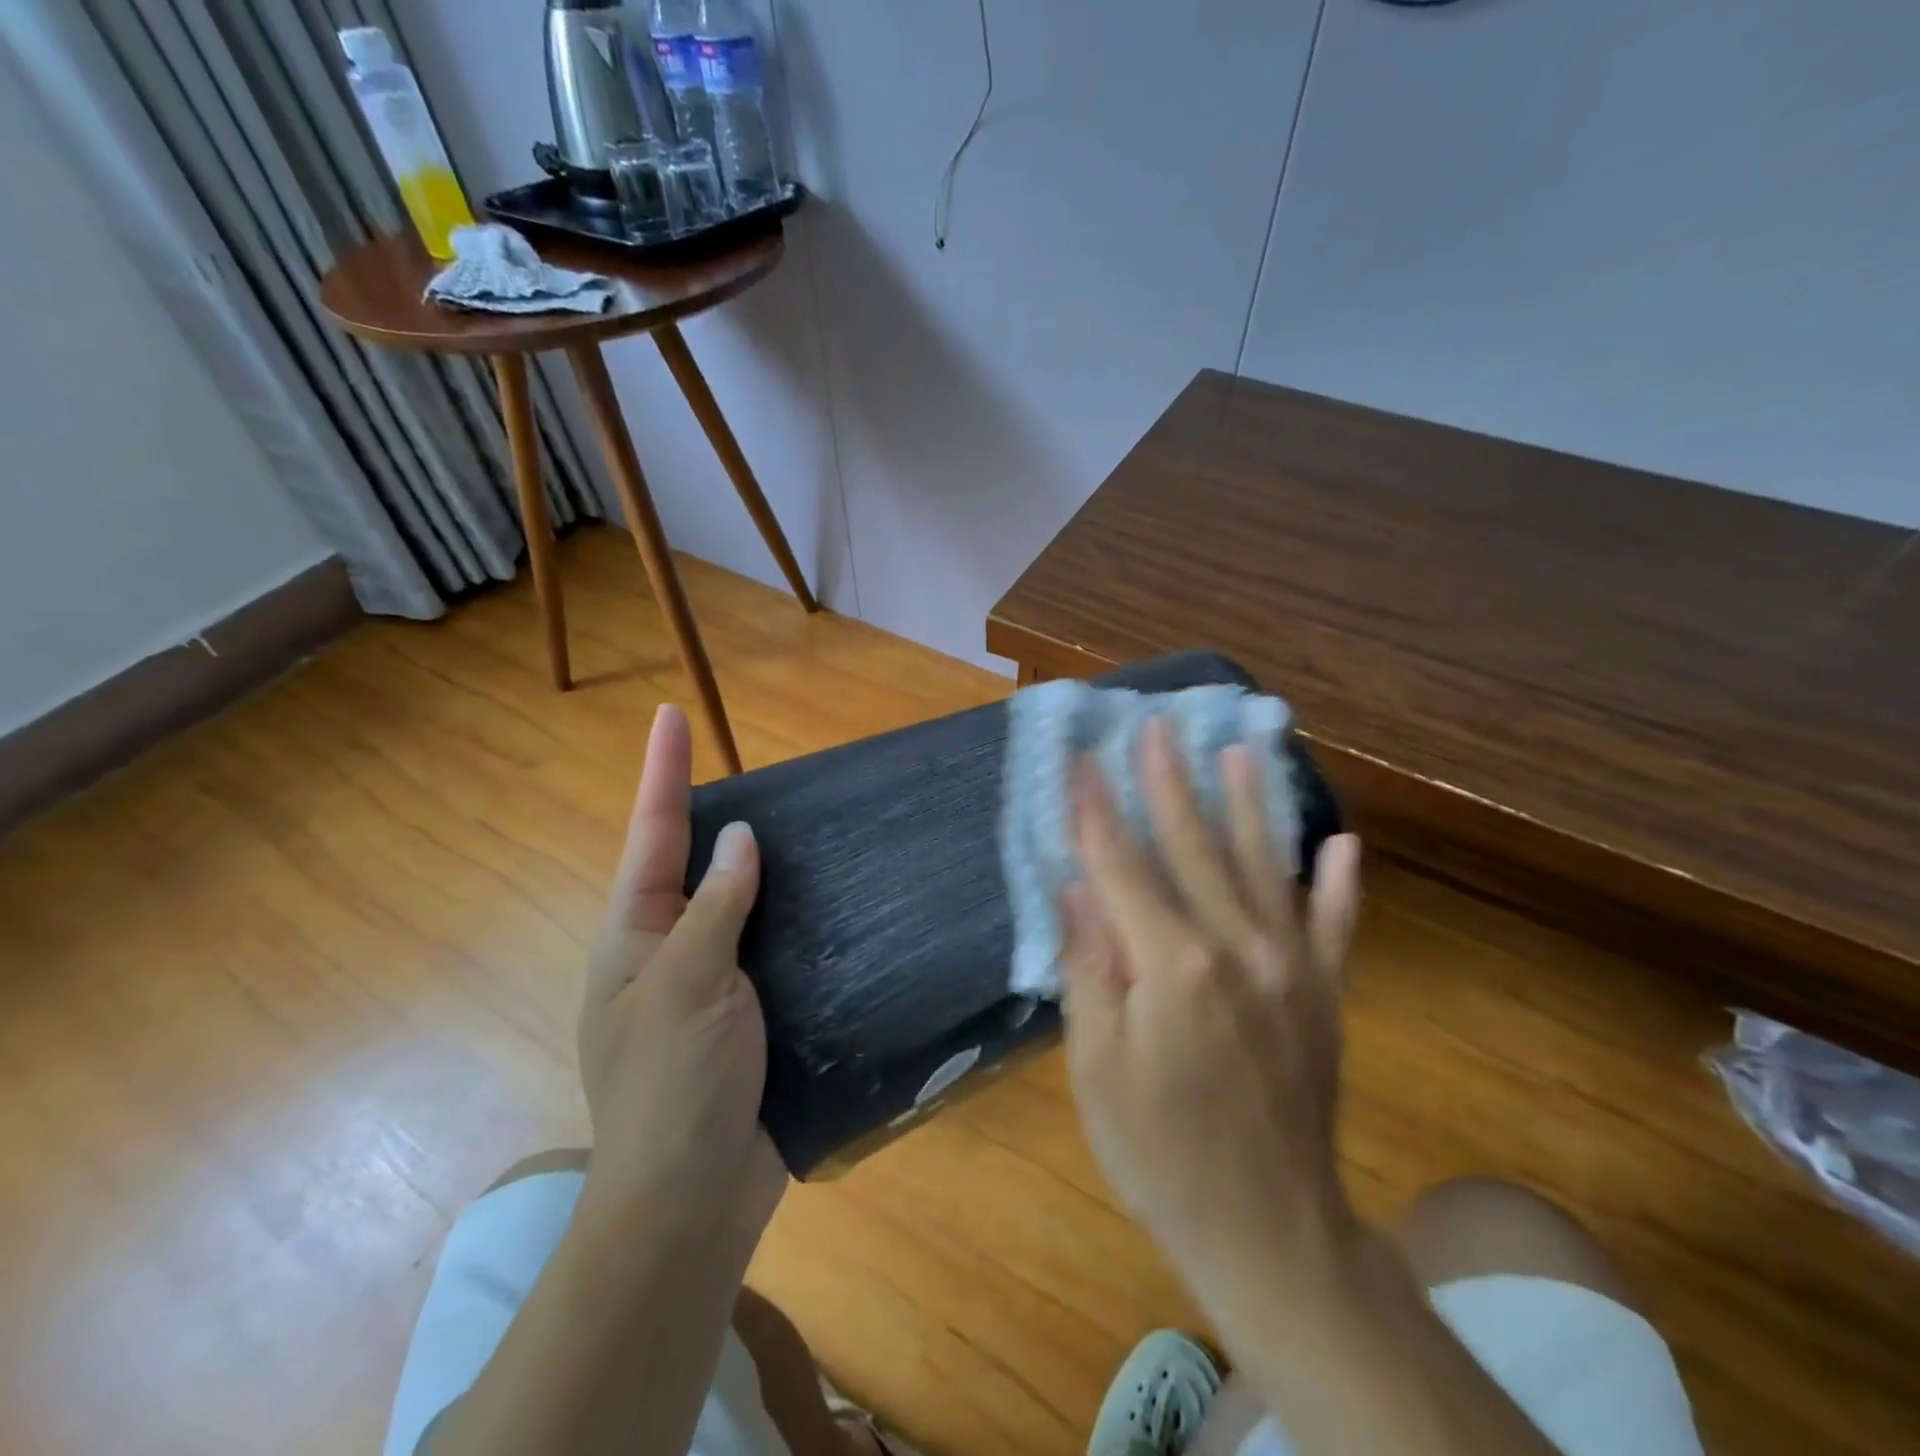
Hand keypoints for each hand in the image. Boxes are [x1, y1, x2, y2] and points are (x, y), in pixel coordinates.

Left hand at [575, 704, 785, 1246]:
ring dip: (768, 867)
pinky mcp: (750, 1014)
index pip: (653, 834)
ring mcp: (711, 983)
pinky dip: (796, 919)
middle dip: (717, 814)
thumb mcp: (688, 982)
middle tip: (759, 771)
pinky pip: (774, 948)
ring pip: (741, 905)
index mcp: (636, 935)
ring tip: (808, 824)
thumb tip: (738, 838)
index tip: (670, 715)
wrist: (691, 1199)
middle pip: (695, 863)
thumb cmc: (673, 1084)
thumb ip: (716, 904)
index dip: (663, 772)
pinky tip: (833, 901)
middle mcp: (669, 950)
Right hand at [1059, 717, 1363, 1311]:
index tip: (1084, 759)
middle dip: (1170, 782)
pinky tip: (1340, 844)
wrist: (1269, 1231)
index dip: (1099, 810)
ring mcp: (1290, 968)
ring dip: (1248, 805)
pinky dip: (1337, 883)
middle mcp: (1237, 948)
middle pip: (1193, 847)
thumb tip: (1077, 889)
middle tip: (1158, 726)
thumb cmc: (1159, 1152)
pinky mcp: (1324, 994)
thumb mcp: (1097, 1067)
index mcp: (1173, 967)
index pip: (1123, 866)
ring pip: (1261, 866)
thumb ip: (1090, 968)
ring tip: (1239, 752)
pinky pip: (1332, 925)